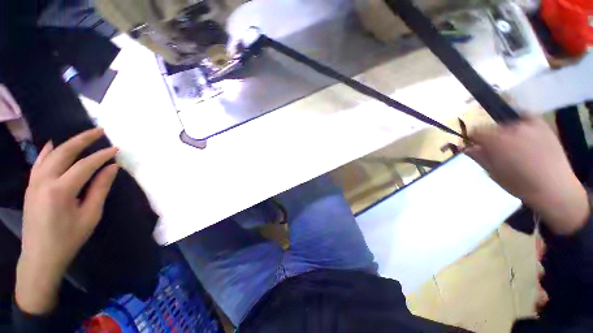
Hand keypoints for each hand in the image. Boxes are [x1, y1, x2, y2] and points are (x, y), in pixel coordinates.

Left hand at [16, 128, 118, 314]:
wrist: (40, 256)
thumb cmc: (69, 238)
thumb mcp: (90, 215)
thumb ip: (100, 189)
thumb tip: (111, 168)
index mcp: (61, 191)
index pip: (85, 165)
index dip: (102, 155)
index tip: (116, 149)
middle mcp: (44, 181)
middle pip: (64, 152)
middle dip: (83, 139)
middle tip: (100, 130)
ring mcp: (34, 182)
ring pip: (51, 154)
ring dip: (68, 143)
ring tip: (83, 136)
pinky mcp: (30, 186)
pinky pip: (39, 162)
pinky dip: (48, 151)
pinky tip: (54, 145)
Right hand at [467, 117, 588, 234]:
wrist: (554, 189)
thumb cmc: (519, 184)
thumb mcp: (492, 173)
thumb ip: (478, 157)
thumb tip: (466, 147)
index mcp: (495, 141)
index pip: (476, 131)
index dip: (473, 139)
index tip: (475, 147)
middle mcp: (511, 128)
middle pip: (492, 127)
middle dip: (490, 137)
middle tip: (496, 149)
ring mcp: (529, 125)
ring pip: (509, 123)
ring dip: (506, 133)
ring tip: (513, 145)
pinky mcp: (543, 126)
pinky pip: (527, 116)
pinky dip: (522, 121)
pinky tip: (523, 131)